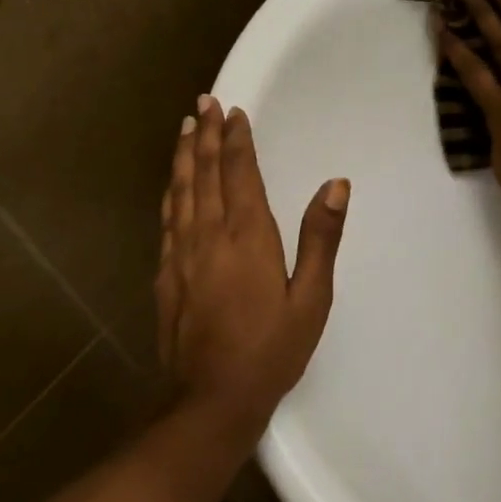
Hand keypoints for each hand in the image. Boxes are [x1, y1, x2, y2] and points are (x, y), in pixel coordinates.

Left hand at [156, 95, 349, 431]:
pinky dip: (171, 191)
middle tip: (205, 104)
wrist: (211, 397)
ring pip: (181, 190)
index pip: (239, 173)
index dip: (236, 140)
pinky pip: (167, 218)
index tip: (234, 112)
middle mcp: (208, 234)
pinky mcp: (165, 273)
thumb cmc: (271, 349)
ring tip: (186, 128)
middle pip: (205, 173)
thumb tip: (336, 185)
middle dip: (206, 135)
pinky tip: (173, 184)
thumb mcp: (311, 299)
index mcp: (247, 236)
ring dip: (185, 155)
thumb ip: (321, 239)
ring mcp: (180, 253)